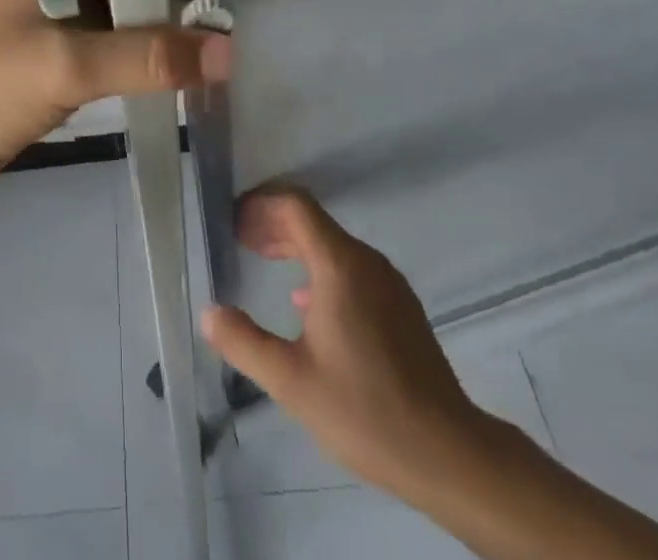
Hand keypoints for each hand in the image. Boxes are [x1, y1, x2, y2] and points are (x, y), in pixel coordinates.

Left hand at [0, 0, 234, 190]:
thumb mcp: (66, 65)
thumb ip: (146, 57)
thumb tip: (228, 52)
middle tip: (246, 8)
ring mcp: (66, 11)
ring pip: (132, 6)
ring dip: (171, 22)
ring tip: (230, 37)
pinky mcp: (67, 50)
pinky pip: (121, 41)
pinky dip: (151, 52)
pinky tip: (191, 65)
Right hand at [200, 187, 493, 502]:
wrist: (448, 452)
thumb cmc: (364, 410)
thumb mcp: (291, 381)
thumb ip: (244, 342)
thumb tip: (209, 313)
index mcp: (339, 264)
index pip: (295, 206)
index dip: (261, 204)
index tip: (233, 220)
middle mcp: (366, 260)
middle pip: (313, 222)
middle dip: (273, 225)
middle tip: (240, 240)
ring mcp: (389, 281)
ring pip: (333, 245)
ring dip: (296, 246)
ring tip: (265, 262)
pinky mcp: (402, 305)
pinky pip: (352, 267)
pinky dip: (320, 267)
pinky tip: (305, 304)